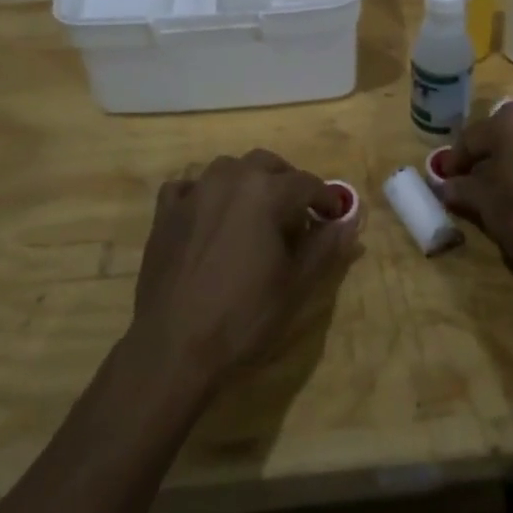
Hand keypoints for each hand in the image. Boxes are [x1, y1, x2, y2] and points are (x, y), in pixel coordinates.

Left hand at [129, 150, 358, 393]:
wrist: (173, 348)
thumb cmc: (243, 317)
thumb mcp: (296, 286)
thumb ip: (325, 247)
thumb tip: (348, 222)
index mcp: (265, 192)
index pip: (307, 183)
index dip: (326, 199)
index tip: (334, 217)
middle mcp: (229, 179)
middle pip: (267, 164)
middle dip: (287, 182)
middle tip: (297, 213)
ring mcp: (193, 193)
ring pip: (227, 168)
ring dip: (247, 181)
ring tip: (255, 213)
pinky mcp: (165, 214)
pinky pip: (188, 187)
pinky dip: (204, 193)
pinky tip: (208, 217)